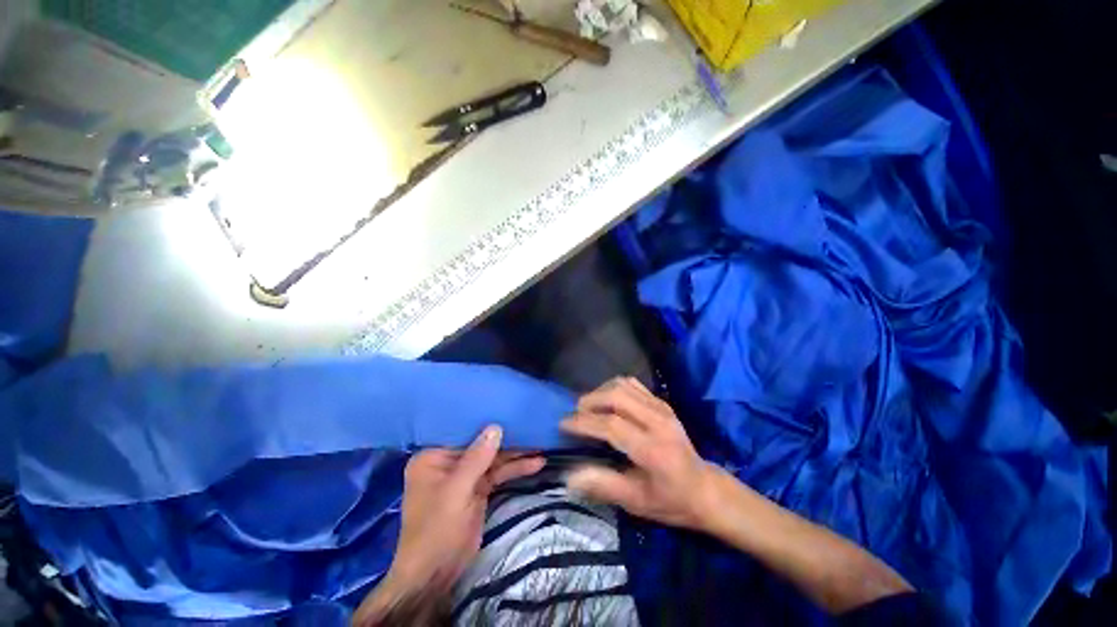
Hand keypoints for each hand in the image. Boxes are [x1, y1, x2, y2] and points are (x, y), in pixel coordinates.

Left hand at [355, 426, 544, 622]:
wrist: (436, 575)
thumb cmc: (435, 530)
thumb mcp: (455, 492)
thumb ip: (476, 459)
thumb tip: (496, 427)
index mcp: (433, 457)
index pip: (461, 431)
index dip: (484, 421)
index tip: (508, 408)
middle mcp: (449, 462)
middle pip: (482, 445)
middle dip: (506, 440)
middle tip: (531, 428)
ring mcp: (465, 476)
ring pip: (493, 459)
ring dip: (516, 455)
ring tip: (541, 446)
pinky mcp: (479, 489)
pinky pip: (499, 473)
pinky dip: (516, 469)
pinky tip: (536, 464)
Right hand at [561, 377, 721, 531]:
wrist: (706, 489)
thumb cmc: (671, 500)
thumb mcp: (637, 502)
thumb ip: (603, 485)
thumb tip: (569, 477)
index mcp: (653, 450)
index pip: (611, 425)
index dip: (584, 423)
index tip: (563, 424)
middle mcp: (658, 421)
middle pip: (616, 396)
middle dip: (590, 401)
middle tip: (575, 414)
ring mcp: (662, 408)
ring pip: (623, 385)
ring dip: (601, 391)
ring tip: (589, 407)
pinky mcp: (663, 403)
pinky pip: (633, 384)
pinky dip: (615, 388)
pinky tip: (608, 402)